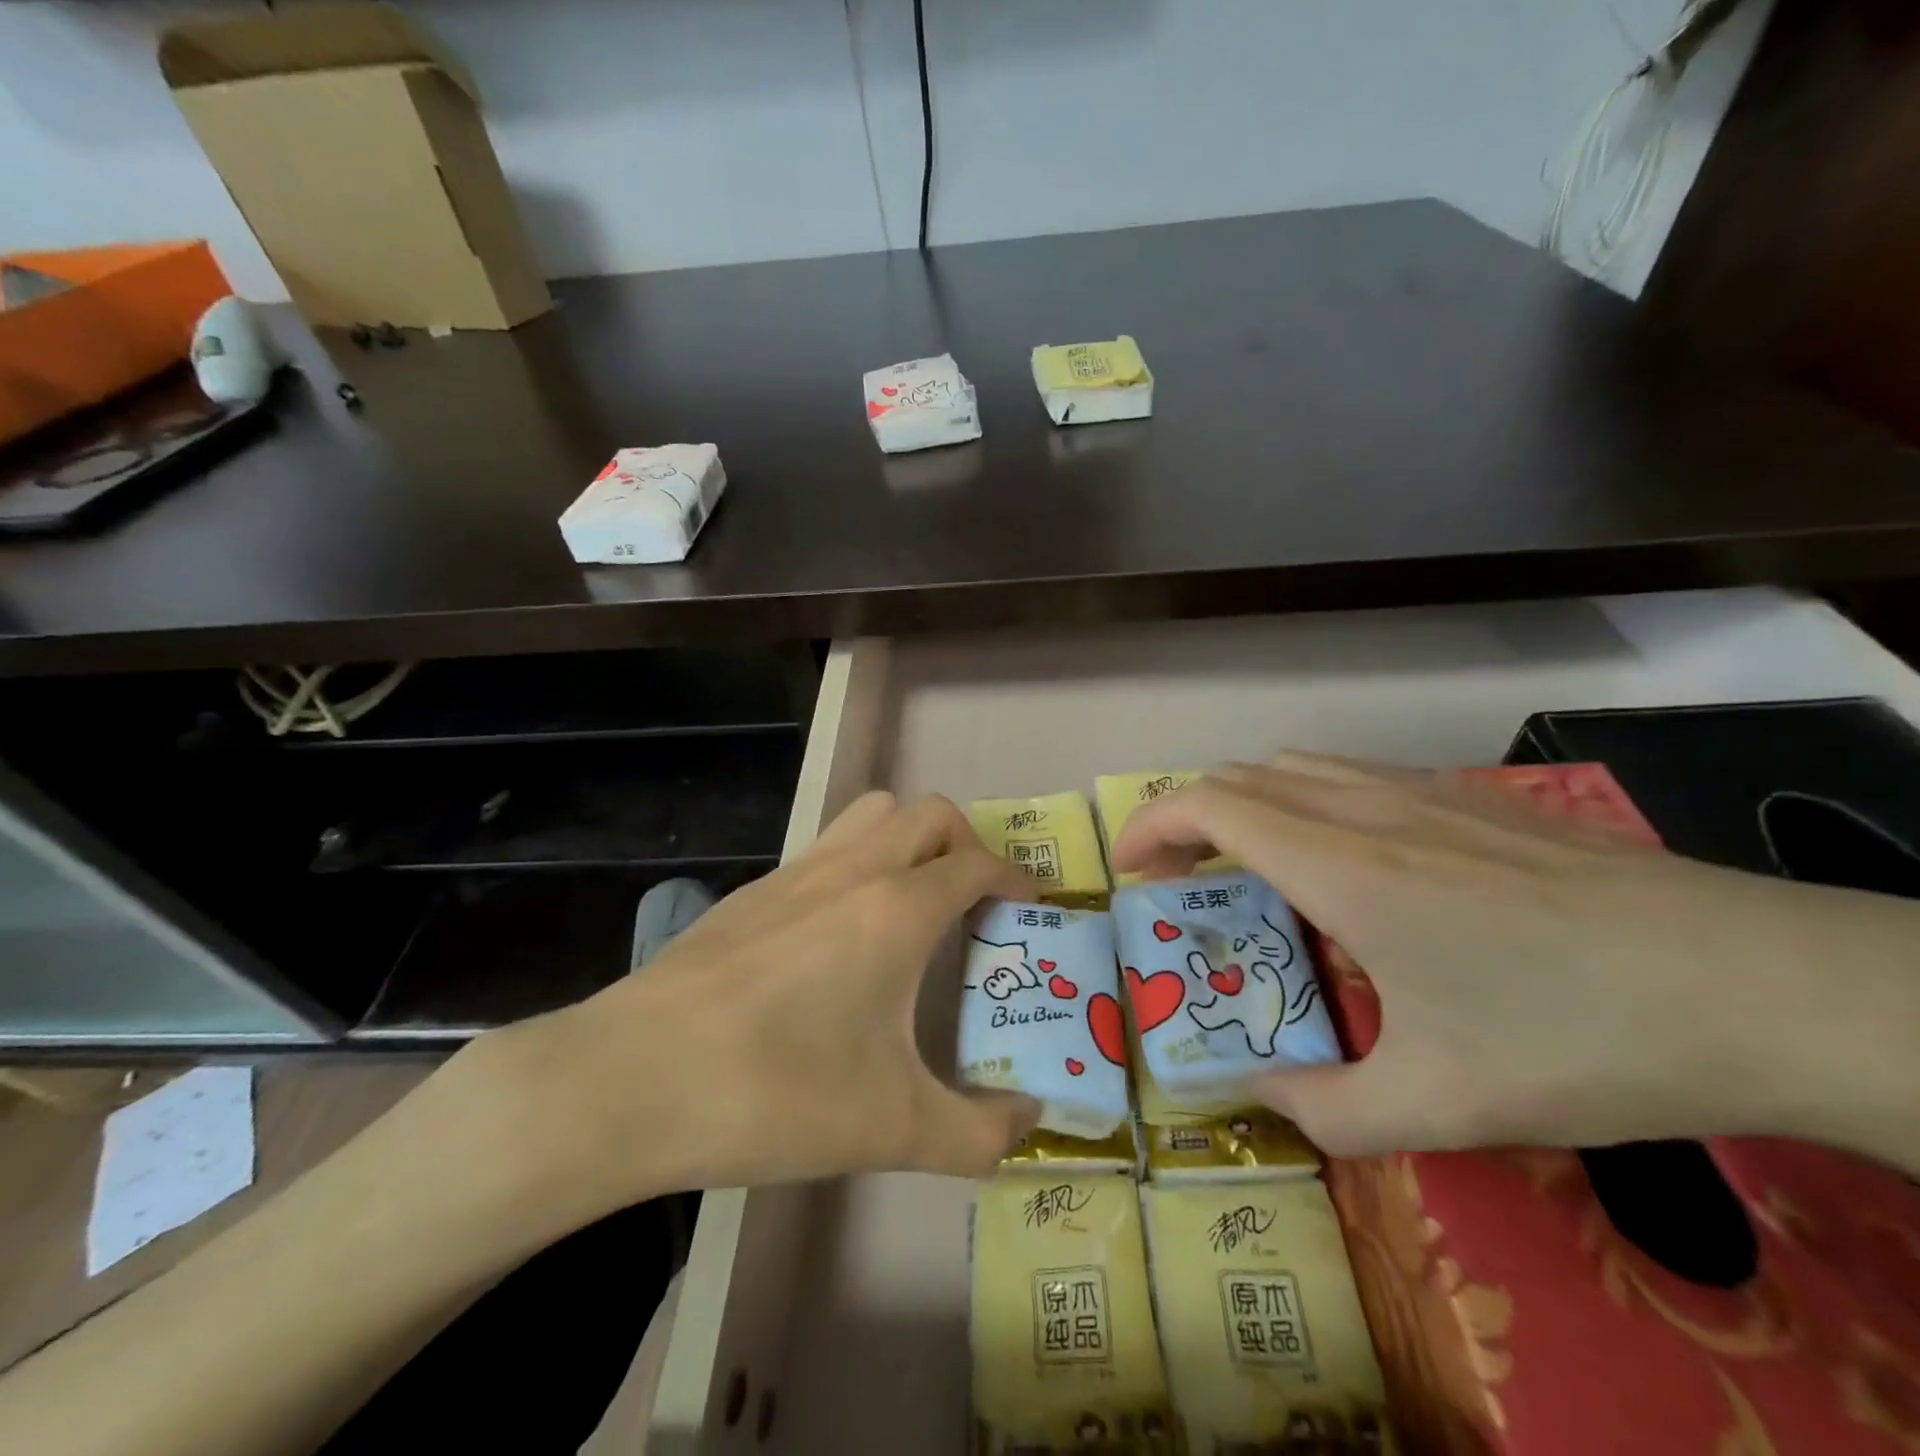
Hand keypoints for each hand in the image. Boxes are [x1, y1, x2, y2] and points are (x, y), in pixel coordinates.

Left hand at [450, 791, 1037, 1238]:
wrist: (631, 1080)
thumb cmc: (776, 1092)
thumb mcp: (893, 1129)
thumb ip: (979, 1134)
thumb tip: (1028, 1124)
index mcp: (898, 908)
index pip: (978, 861)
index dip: (1015, 877)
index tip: (1030, 906)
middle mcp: (853, 870)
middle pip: (930, 814)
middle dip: (967, 844)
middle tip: (973, 901)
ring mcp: (795, 872)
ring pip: (872, 814)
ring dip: (908, 839)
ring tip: (912, 903)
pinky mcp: (751, 892)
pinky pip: (824, 848)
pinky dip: (855, 864)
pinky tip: (838, 936)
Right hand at [1111, 753, 1919, 1166]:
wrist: (1764, 984)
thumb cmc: (1581, 1037)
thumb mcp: (1443, 1104)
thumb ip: (1327, 1111)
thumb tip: (1258, 1097)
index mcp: (1339, 866)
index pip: (1209, 805)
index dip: (1151, 826)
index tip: (1129, 871)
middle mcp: (1364, 808)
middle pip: (1239, 777)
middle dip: (1186, 819)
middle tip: (1179, 884)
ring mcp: (1421, 792)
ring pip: (1293, 767)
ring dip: (1244, 805)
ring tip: (1245, 869)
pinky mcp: (1468, 796)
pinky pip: (1348, 775)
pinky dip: (1302, 800)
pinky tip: (1342, 862)